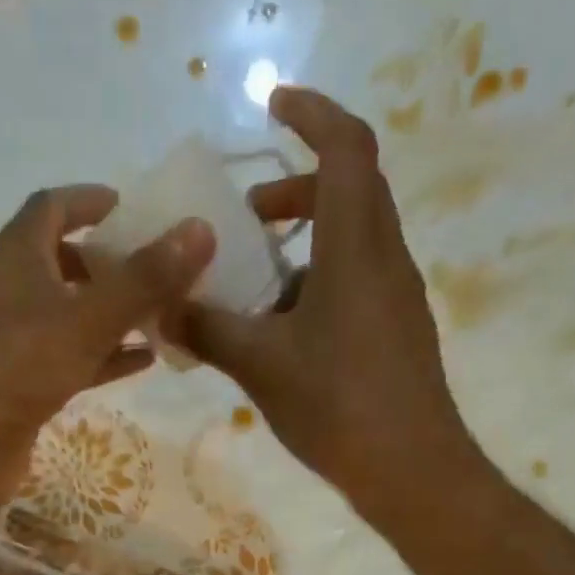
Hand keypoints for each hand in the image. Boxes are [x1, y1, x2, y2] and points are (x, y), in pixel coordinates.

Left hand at [0, 186, 213, 484]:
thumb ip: (143, 278)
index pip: (52, 208)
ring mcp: (16, 342)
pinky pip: (72, 358)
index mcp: (18, 257)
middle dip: (109, 261)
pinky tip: (144, 361)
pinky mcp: (23, 385)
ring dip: (112, 311)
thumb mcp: (88, 318)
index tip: (133, 208)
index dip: (90, 201)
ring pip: (71, 314)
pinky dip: (106, 355)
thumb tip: (199, 229)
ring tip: (162, 312)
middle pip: (63, 262)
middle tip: (156, 267)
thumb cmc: (18, 366)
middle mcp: (13, 293)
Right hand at [182, 87, 481, 515]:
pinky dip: (317, 280)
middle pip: (349, 190)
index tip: (273, 104)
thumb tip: (162, 307)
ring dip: (304, 240)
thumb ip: (208, 329)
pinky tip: (281, 328)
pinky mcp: (396, 330)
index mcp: (356, 249)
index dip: (313, 113)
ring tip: (253, 280)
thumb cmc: (339, 407)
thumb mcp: (260, 366)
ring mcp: (396, 297)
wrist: (413, 470)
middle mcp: (385, 259)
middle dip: (294, 188)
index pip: (346, 149)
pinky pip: (356, 280)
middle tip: (245, 216)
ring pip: (352, 239)